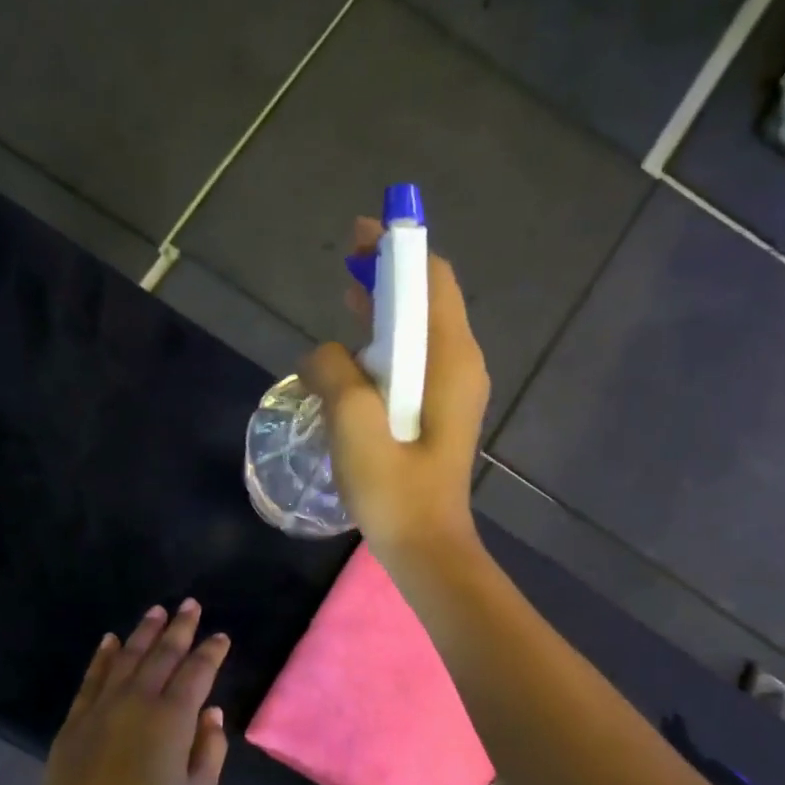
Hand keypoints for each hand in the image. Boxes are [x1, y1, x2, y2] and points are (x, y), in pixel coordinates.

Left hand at [28, 600, 230, 784]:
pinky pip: (93, 677)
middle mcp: (138, 701)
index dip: (211, 651)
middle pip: (162, 654)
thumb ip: (210, 748)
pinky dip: (104, 656)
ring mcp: (103, 707)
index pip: (197, 672)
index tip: (221, 636)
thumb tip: (210, 711)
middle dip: (179, 628)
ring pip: (127, 657)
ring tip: (156, 611)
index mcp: (173, 718)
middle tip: (190, 605)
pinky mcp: (76, 720)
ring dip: (144, 632)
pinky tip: (110, 640)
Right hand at [302, 217, 489, 567]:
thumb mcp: (354, 424)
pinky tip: (354, 359)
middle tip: (344, 267)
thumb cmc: (395, 489)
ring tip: (345, 303)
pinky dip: (386, 347)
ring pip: (419, 333)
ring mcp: (453, 392)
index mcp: (451, 359)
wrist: (425, 548)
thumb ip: (334, 373)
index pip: (432, 279)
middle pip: (427, 300)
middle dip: (388, 277)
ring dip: (384, 312)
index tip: (359, 235)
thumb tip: (324, 355)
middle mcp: (460, 366)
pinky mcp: (440, 415)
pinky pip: (414, 363)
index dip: (397, 249)